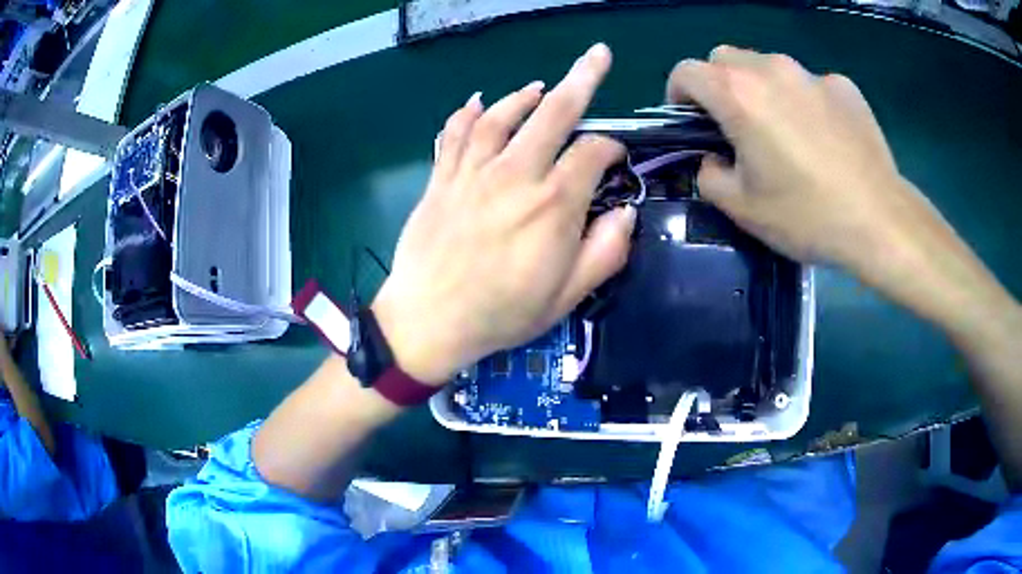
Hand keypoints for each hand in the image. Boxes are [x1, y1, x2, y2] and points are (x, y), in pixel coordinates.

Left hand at [372, 44, 634, 384]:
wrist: (427, 321)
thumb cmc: (502, 314)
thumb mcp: (568, 296)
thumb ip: (606, 251)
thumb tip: (627, 213)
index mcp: (553, 203)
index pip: (593, 152)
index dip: (612, 148)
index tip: (616, 159)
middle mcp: (515, 174)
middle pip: (555, 113)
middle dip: (583, 79)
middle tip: (599, 54)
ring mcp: (474, 171)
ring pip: (503, 115)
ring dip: (525, 95)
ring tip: (540, 86)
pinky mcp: (443, 177)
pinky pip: (456, 133)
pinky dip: (469, 112)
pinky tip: (479, 102)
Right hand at [666, 46, 939, 280]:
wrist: (880, 222)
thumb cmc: (808, 216)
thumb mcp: (742, 209)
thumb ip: (709, 175)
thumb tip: (713, 158)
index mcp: (738, 94)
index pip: (686, 71)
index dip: (678, 94)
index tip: (690, 123)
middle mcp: (771, 69)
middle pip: (725, 58)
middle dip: (719, 86)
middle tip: (737, 127)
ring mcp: (811, 74)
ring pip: (768, 67)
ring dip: (762, 90)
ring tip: (785, 134)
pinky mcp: (843, 86)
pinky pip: (809, 84)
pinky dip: (804, 101)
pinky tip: (824, 139)